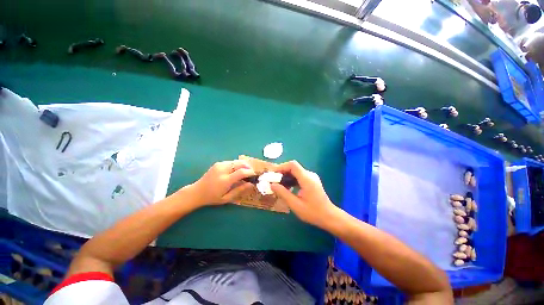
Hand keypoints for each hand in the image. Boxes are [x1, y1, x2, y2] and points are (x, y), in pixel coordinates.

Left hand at [191, 160, 254, 205]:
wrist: (196, 192)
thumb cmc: (212, 198)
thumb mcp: (227, 198)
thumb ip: (240, 190)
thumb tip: (252, 184)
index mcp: (224, 180)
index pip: (241, 172)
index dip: (250, 172)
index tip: (255, 175)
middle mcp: (222, 170)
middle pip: (240, 163)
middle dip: (248, 167)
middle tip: (252, 173)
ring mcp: (219, 165)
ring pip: (237, 161)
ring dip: (243, 165)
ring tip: (245, 173)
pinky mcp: (218, 163)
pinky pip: (232, 162)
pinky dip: (237, 165)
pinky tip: (237, 171)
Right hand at [270, 161, 337, 227]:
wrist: (329, 216)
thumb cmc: (313, 212)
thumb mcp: (295, 205)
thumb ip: (283, 193)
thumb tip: (272, 185)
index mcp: (307, 179)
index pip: (292, 165)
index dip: (281, 167)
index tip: (273, 174)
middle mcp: (309, 175)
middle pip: (293, 167)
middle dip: (282, 172)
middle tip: (273, 180)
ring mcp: (311, 177)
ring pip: (295, 171)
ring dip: (286, 176)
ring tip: (278, 185)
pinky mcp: (311, 180)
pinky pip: (298, 176)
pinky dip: (291, 179)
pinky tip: (286, 187)